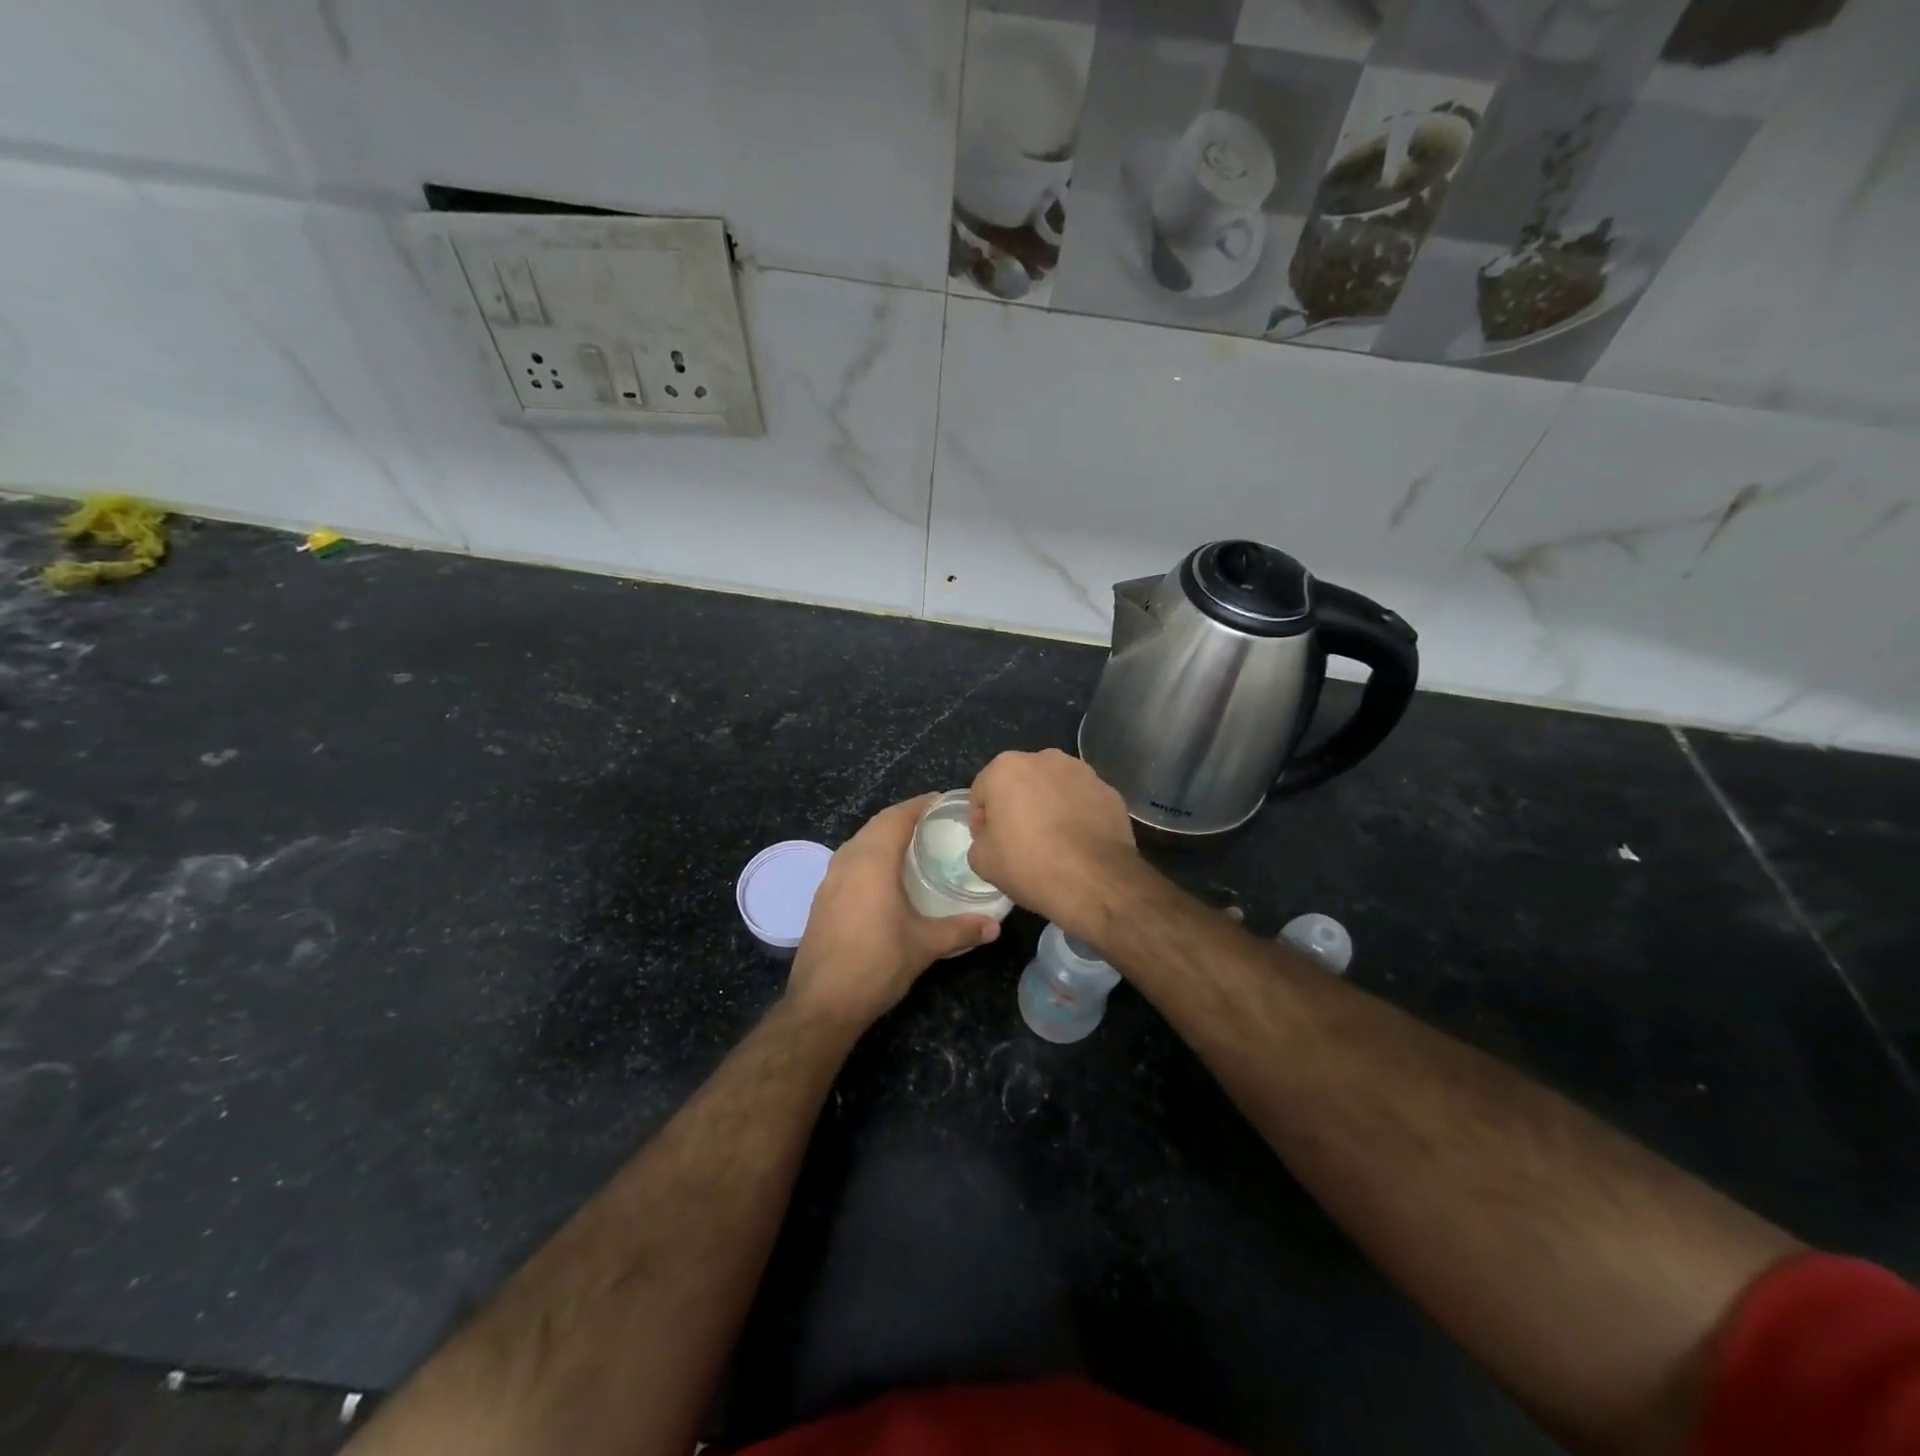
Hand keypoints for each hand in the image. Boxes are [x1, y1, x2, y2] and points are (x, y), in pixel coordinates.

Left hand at [788, 795, 1001, 1029]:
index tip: (942, 802)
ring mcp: (830, 879)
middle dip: (903, 817)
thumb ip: (960, 930)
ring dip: (883, 835)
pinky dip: (869, 855)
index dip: (919, 805)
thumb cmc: (876, 965)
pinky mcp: (822, 898)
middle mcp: (848, 861)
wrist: (822, 1003)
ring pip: (859, 842)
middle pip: (876, 825)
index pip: (897, 817)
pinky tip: (884, 875)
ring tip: (912, 844)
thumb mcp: (924, 946)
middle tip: (934, 822)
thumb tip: (995, 927)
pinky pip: (848, 861)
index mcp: (872, 862)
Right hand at [966, 749, 1138, 939]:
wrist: (1095, 882)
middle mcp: (1045, 758)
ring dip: (1048, 807)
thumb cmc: (1029, 865)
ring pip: (1053, 788)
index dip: (981, 821)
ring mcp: (1082, 772)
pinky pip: (1082, 800)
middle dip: (1016, 806)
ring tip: (1052, 841)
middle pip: (1019, 783)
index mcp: (1006, 768)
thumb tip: (993, 839)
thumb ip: (980, 840)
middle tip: (1019, 841)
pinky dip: (1076, 815)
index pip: (982, 793)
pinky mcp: (1109, 791)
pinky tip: (1078, 843)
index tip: (989, 845)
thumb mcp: (982, 862)